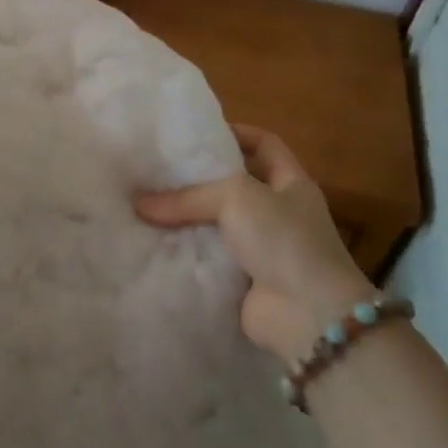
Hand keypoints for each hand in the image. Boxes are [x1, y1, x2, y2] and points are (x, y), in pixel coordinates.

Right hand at [136, 124, 376, 362]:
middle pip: (235, 184)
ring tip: (146, 205)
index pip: (265, 144)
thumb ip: (188, 196)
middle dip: (199, 178)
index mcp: (291, 183)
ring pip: (217, 223)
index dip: (236, 132)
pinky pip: (208, 257)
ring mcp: (262, 248)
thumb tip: (139, 204)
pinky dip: (185, 251)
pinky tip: (154, 242)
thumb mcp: (236, 198)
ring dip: (187, 218)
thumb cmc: (283, 240)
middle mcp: (279, 212)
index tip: (198, 133)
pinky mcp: (244, 279)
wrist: (308, 315)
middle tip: (159, 170)